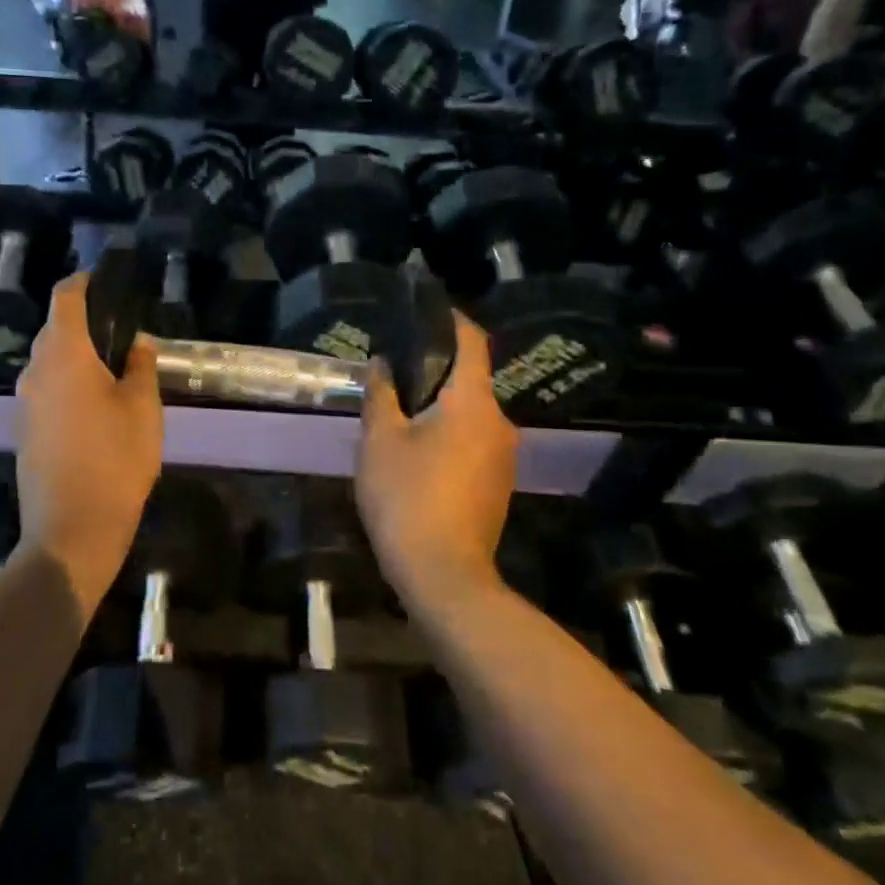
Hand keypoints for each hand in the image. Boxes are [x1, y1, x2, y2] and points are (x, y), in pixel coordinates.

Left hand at [14, 273, 163, 603]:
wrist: (72, 529)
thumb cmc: (115, 461)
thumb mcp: (143, 408)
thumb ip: (141, 366)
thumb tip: (137, 341)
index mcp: (64, 355)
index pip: (66, 297)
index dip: (84, 282)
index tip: (106, 280)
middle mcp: (35, 370)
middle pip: (55, 330)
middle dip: (84, 323)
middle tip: (122, 333)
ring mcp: (25, 402)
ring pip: (49, 362)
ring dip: (76, 356)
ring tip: (113, 369)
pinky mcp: (24, 429)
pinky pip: (46, 390)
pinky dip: (67, 384)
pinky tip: (94, 405)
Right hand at [356, 316, 518, 612]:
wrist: (443, 575)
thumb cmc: (407, 497)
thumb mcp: (380, 441)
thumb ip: (381, 394)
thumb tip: (382, 364)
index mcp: (473, 402)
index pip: (472, 341)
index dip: (451, 319)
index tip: (425, 308)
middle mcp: (499, 422)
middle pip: (470, 378)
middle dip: (435, 368)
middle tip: (395, 368)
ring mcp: (504, 456)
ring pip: (470, 413)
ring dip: (439, 404)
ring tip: (398, 408)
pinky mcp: (498, 484)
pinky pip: (473, 440)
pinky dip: (448, 432)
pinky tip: (416, 449)